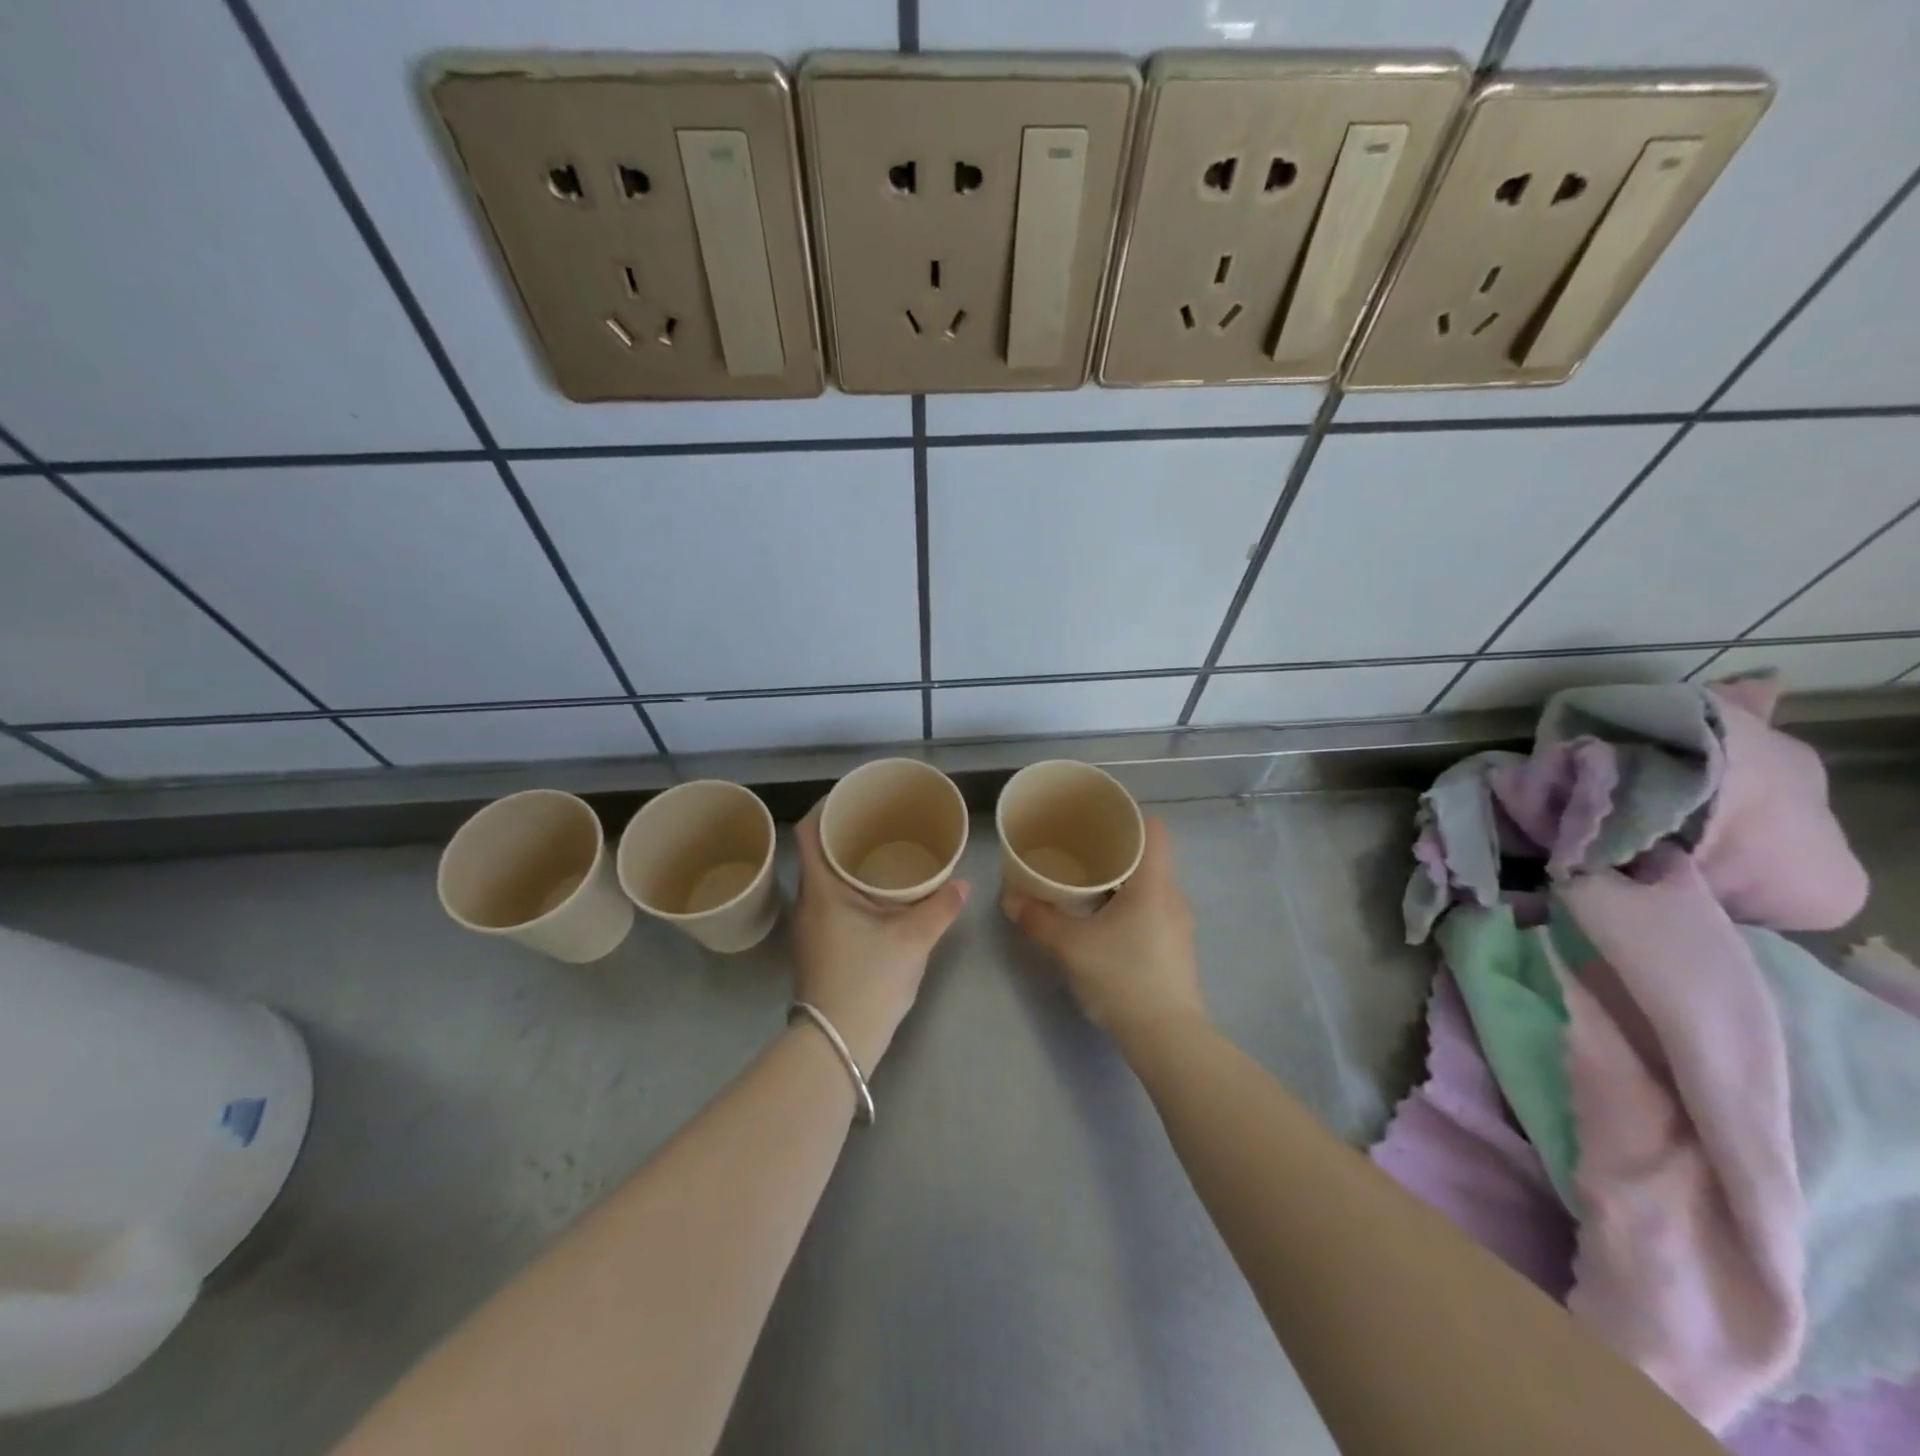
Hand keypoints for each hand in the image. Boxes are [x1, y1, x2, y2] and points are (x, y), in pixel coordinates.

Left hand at [790, 803, 968, 1073]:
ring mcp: (809, 928)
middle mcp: (807, 903)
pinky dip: (848, 889)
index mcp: (821, 889)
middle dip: (843, 833)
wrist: (837, 1042)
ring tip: (881, 853)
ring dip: (845, 863)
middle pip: (815, 853)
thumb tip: (963, 883)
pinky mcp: (817, 948)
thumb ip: (940, 907)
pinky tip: (877, 897)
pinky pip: (828, 902)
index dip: (824, 806)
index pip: (808, 832)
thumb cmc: (869, 979)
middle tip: (878, 822)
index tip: (851, 796)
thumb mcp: (913, 939)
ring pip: (822, 880)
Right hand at [1002, 817, 1206, 1040]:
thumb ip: (1039, 919)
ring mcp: (1177, 923)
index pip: (1154, 829)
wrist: (1167, 1038)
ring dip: (1119, 880)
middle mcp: (1171, 896)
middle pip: (1148, 856)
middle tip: (1077, 850)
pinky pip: (1151, 908)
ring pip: (1149, 884)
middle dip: (1114, 850)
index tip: (1097, 820)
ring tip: (1084, 883)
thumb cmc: (1123, 978)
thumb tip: (1010, 898)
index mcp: (1154, 883)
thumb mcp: (1071, 946)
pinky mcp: (1174, 947)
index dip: (1128, 818)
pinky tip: (1101, 919)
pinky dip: (1127, 903)